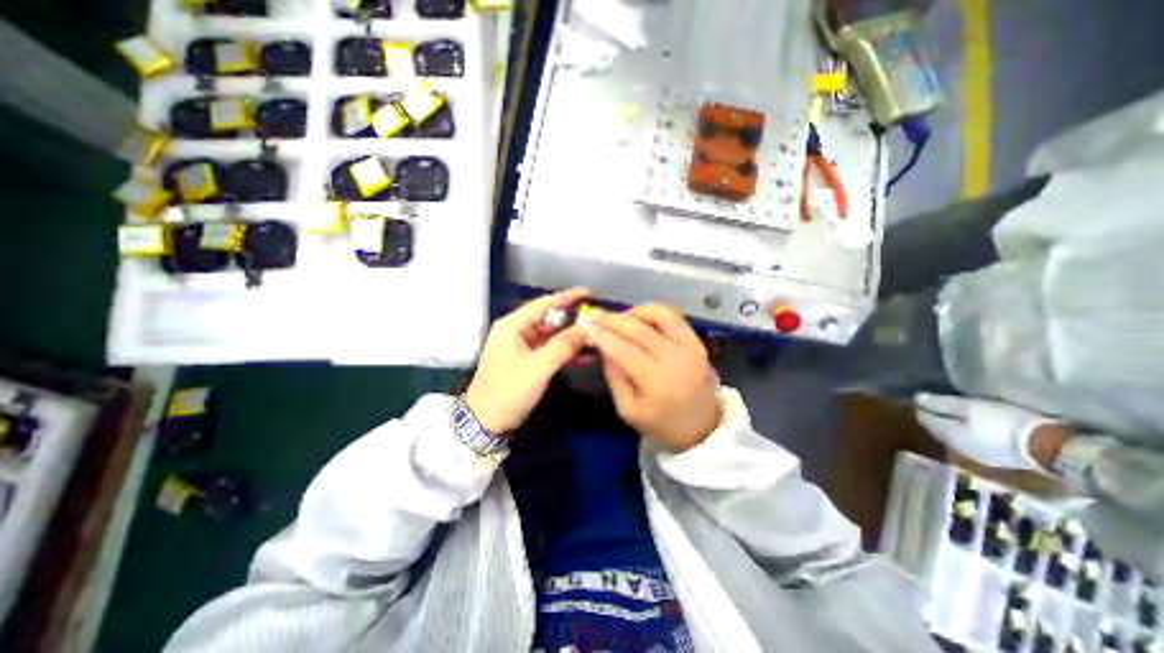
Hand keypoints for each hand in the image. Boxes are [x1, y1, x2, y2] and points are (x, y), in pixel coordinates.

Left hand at [467, 288, 591, 432]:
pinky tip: (585, 356)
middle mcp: (517, 331)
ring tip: (596, 338)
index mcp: (513, 325)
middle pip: (549, 319)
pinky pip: (550, 350)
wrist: (486, 422)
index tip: (587, 293)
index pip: (543, 304)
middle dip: (573, 319)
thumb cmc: (508, 391)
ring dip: (572, 338)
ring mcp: (522, 346)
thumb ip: (563, 345)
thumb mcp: (538, 367)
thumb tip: (587, 328)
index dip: (566, 297)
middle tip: (597, 319)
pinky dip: (565, 352)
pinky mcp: (527, 360)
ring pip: (552, 335)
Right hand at [592, 304, 718, 452]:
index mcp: (656, 382)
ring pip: (659, 315)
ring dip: (634, 312)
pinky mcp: (698, 342)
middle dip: (612, 320)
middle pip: (639, 329)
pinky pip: (673, 317)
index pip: (623, 350)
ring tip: (618, 318)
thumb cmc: (660, 423)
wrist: (702, 428)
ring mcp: (691, 348)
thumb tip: (601, 345)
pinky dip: (653, 311)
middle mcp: (676, 359)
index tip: (585, 324)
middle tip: (594, 314)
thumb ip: (613, 375)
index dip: (602, 335)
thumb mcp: (627, 408)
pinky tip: (638, 317)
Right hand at [914, 393, 1061, 468]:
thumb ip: (936, 424)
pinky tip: (978, 423)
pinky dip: (979, 418)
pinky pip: (988, 416)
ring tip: (953, 415)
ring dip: (960, 411)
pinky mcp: (1019, 419)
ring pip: (971, 409)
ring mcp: (1000, 410)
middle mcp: (977, 403)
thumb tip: (918, 413)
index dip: (923, 403)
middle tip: (928, 406)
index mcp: (960, 404)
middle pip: (953, 404)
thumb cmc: (995, 441)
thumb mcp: (959, 436)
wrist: (1051, 447)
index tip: (913, 401)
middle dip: (941, 405)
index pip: (935, 402)